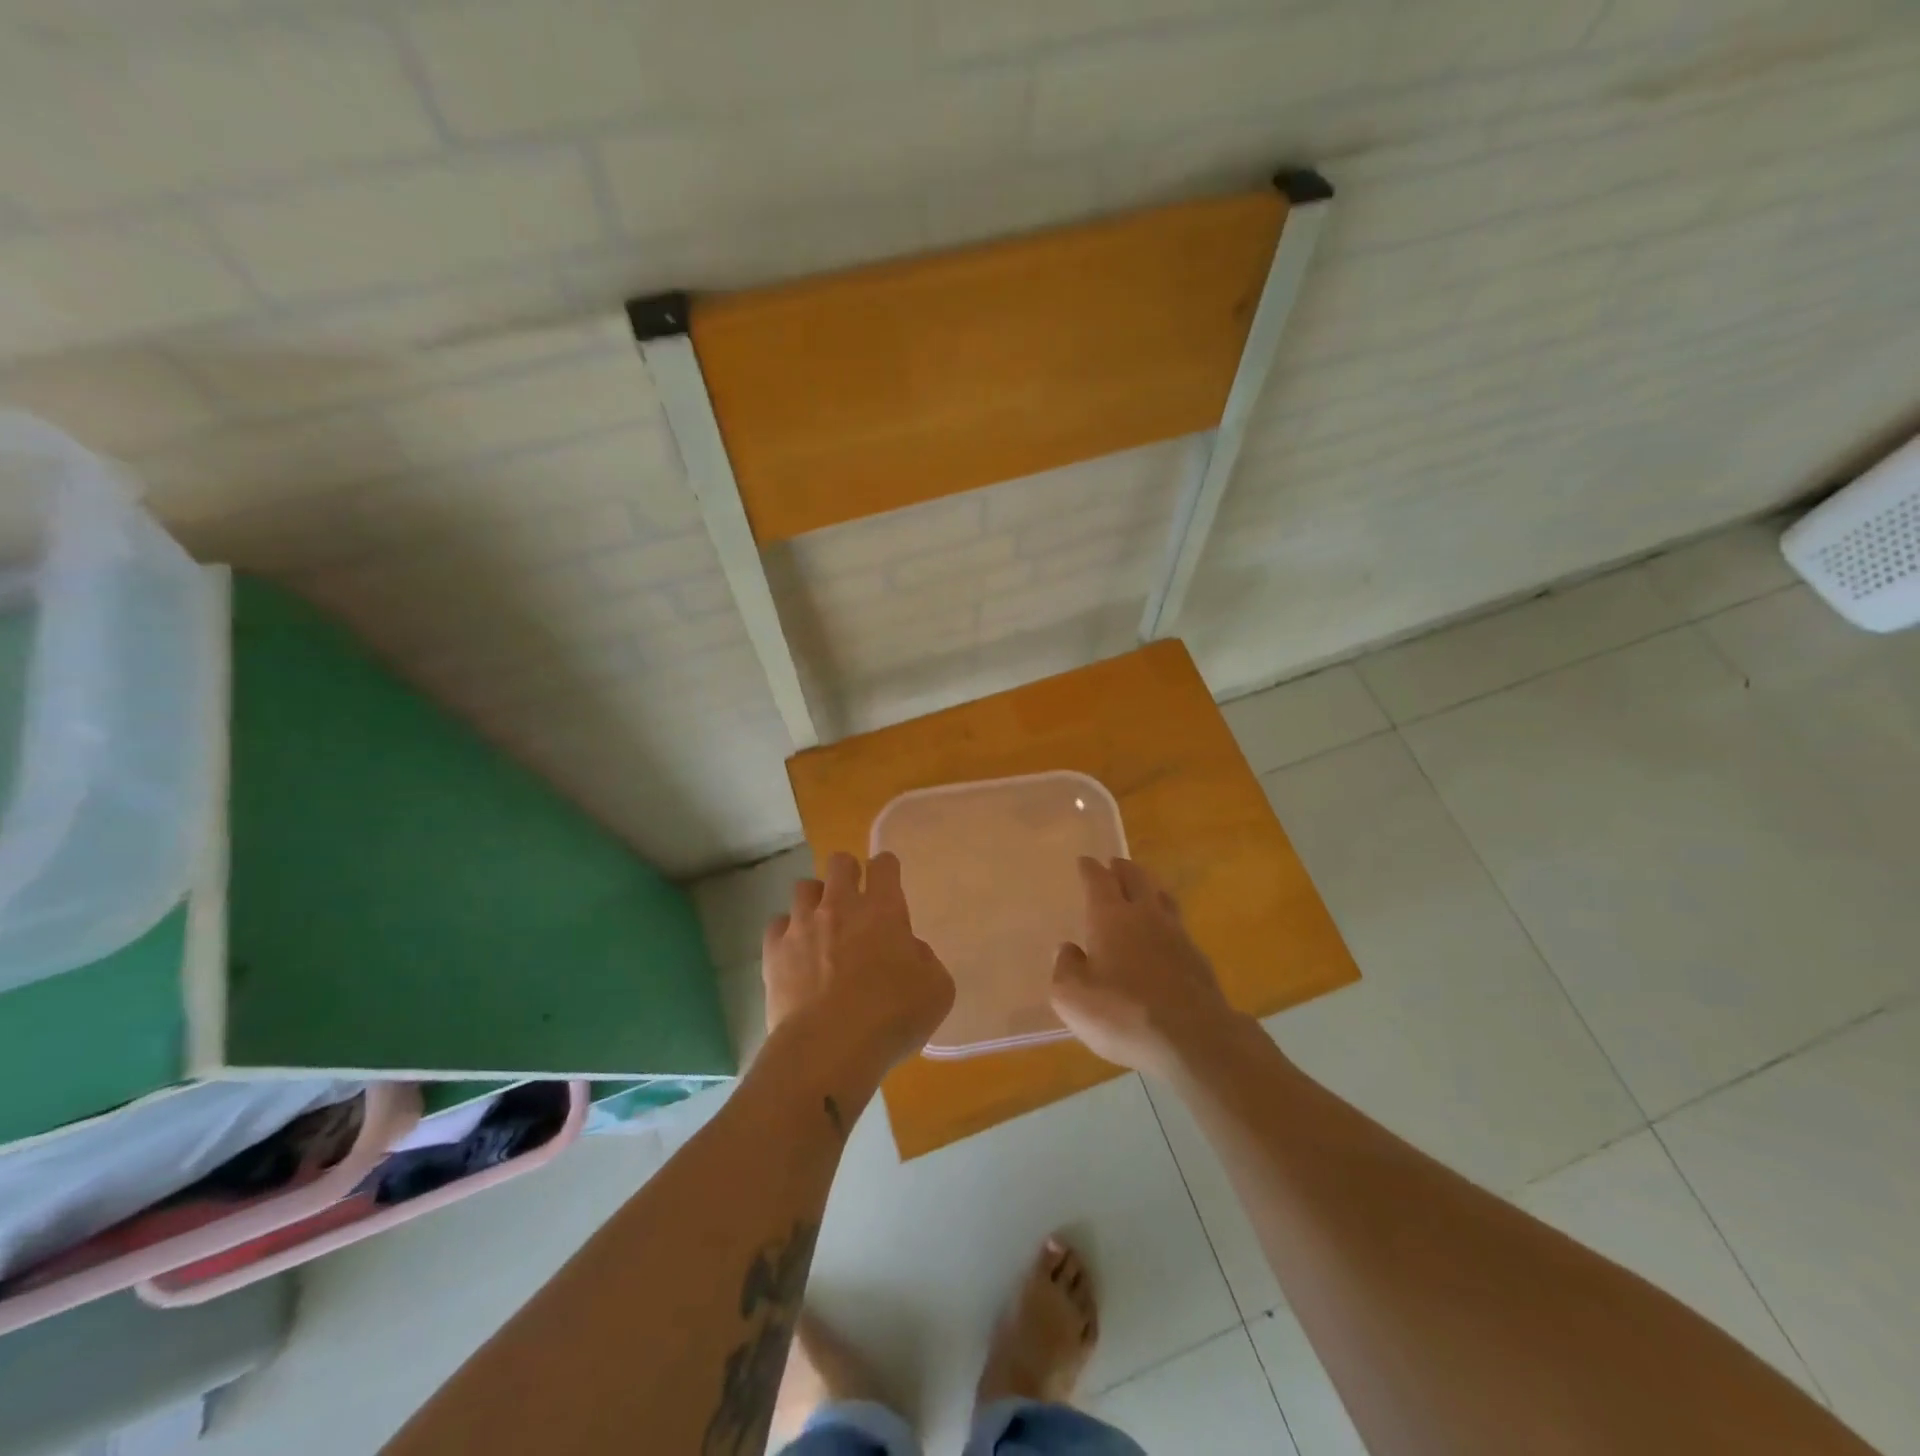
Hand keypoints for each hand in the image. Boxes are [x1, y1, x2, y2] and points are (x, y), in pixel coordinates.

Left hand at [762, 851, 955, 1073]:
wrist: (830, 1047)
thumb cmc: (892, 1017)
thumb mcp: (937, 989)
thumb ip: (925, 960)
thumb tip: (908, 951)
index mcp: (883, 909)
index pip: (884, 865)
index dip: (886, 868)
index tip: (888, 880)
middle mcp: (840, 906)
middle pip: (839, 863)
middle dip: (848, 872)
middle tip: (854, 899)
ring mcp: (802, 926)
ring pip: (804, 887)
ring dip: (815, 900)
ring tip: (821, 925)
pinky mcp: (774, 951)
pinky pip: (777, 925)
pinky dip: (787, 933)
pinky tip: (795, 953)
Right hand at [1050, 857, 1242, 1075]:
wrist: (1192, 1039)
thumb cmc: (1122, 1013)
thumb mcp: (1072, 998)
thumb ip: (1065, 969)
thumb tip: (1067, 950)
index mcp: (1110, 917)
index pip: (1099, 881)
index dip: (1090, 869)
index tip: (1085, 861)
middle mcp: (1145, 915)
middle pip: (1136, 878)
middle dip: (1123, 868)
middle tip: (1115, 864)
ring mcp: (1177, 935)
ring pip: (1162, 897)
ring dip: (1149, 887)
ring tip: (1143, 887)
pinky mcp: (1198, 959)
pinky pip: (1178, 926)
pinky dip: (1166, 921)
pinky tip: (1164, 935)